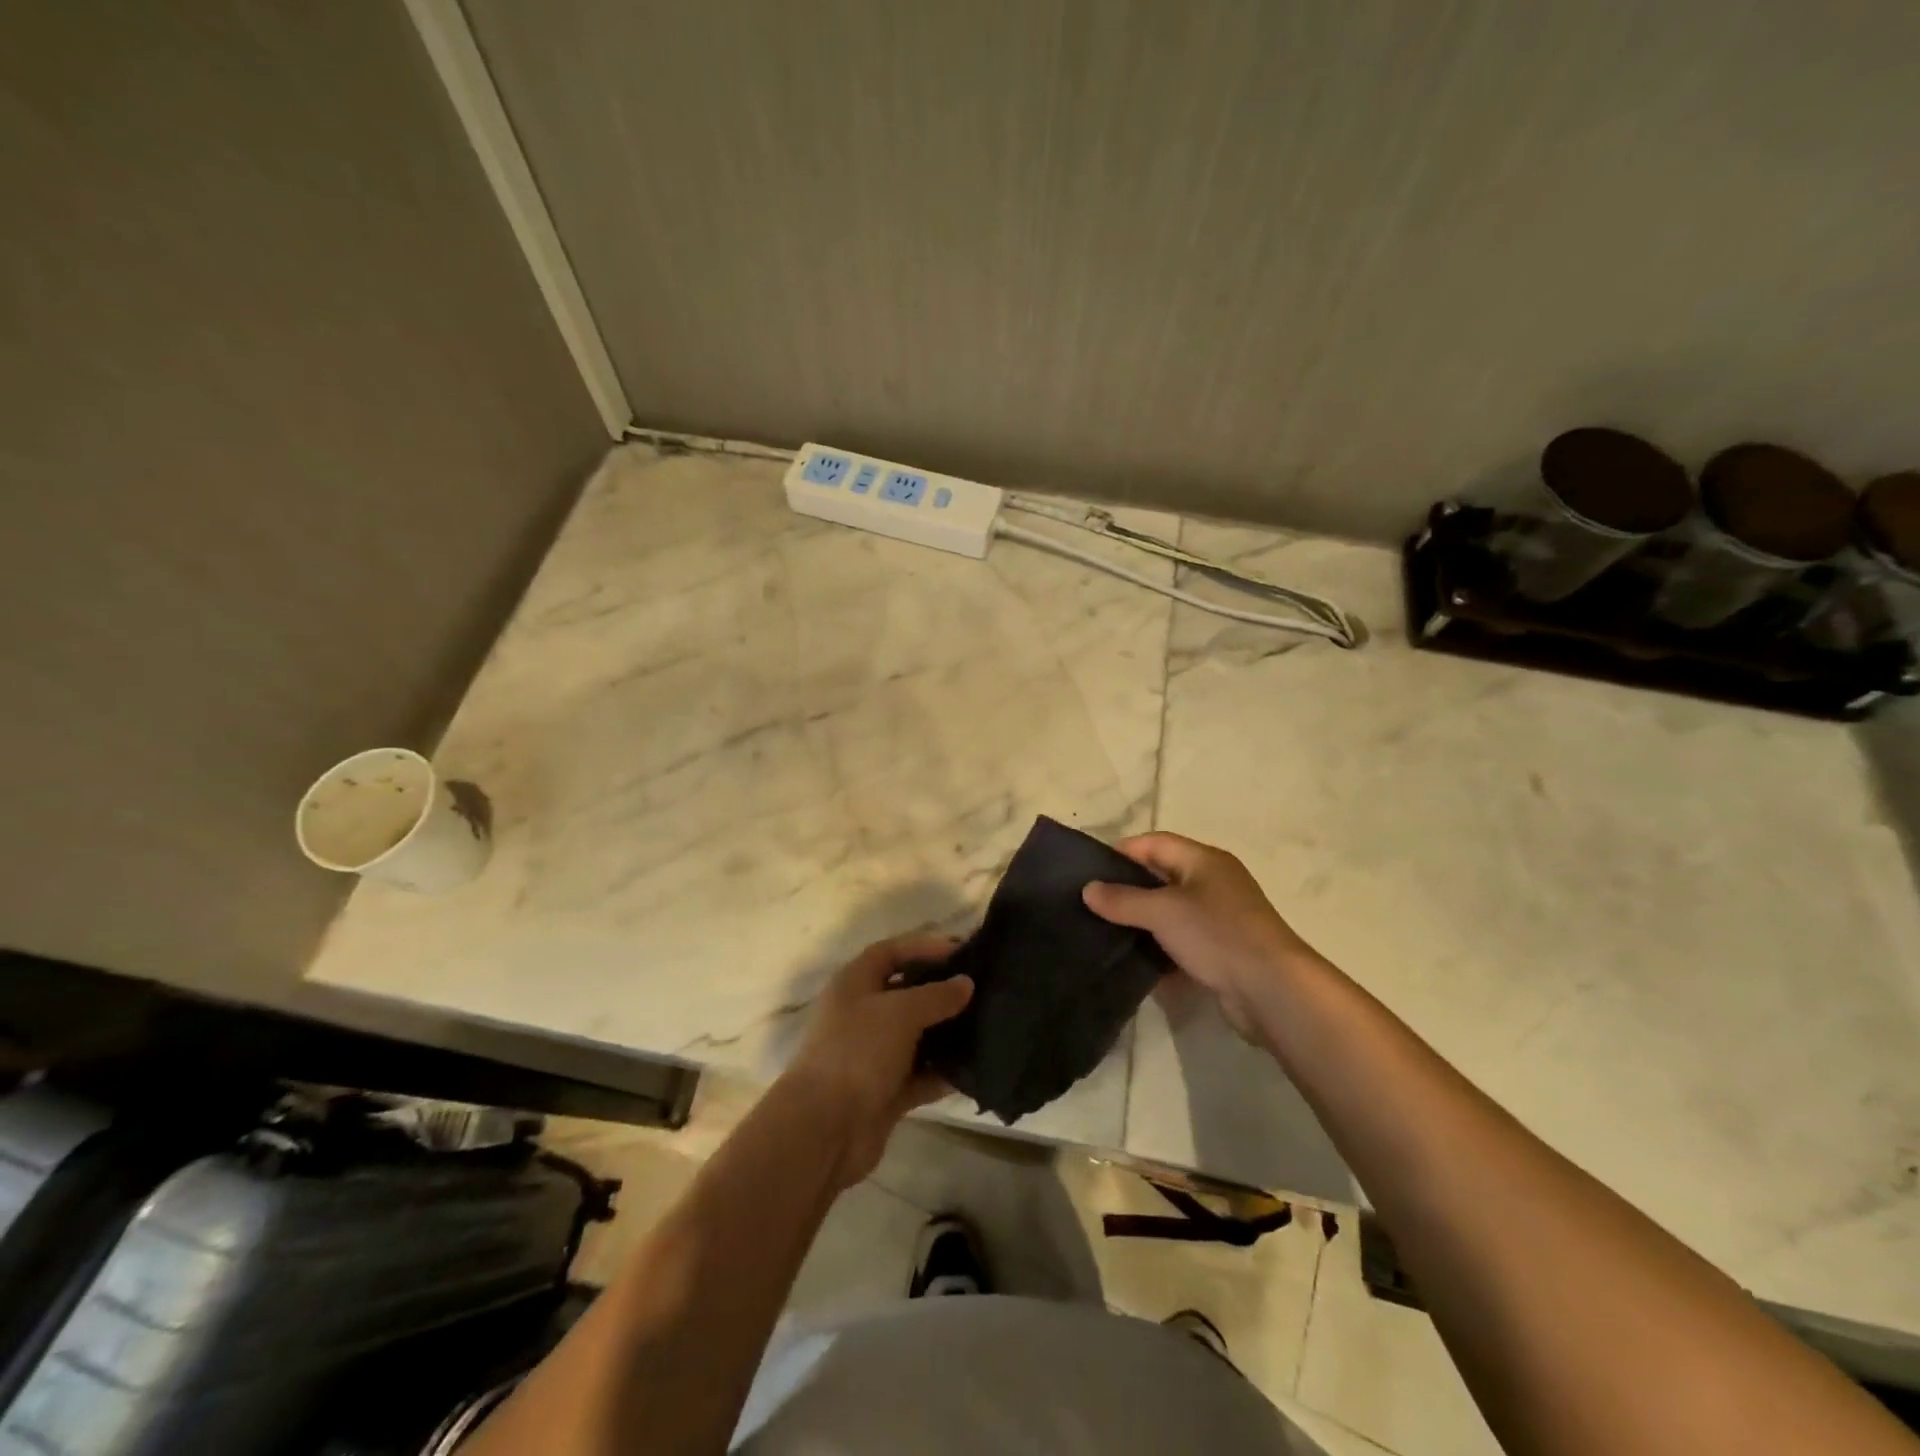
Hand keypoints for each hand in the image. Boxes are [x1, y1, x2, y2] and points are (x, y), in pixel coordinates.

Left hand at [782, 934, 973, 1188]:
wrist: (824, 1129)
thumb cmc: (858, 1052)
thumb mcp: (900, 1012)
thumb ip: (936, 995)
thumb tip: (966, 983)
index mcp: (855, 984)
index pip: (891, 952)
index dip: (924, 947)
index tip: (962, 950)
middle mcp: (862, 1014)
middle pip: (906, 993)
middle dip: (941, 990)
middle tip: (982, 987)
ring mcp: (873, 1055)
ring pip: (917, 1036)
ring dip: (946, 1032)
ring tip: (987, 1024)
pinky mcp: (885, 1091)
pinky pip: (921, 1075)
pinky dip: (943, 1072)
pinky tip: (976, 1068)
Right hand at [1081, 832, 1315, 1041]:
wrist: (1272, 990)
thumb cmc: (1216, 934)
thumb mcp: (1162, 911)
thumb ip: (1123, 899)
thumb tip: (1088, 890)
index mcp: (1205, 860)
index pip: (1155, 842)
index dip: (1122, 852)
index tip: (1089, 872)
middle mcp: (1214, 883)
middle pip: (1162, 876)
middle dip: (1129, 888)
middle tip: (1093, 903)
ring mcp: (1221, 918)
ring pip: (1171, 912)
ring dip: (1143, 921)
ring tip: (1106, 931)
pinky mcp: (1223, 951)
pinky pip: (1182, 941)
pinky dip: (1160, 948)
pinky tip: (1135, 961)